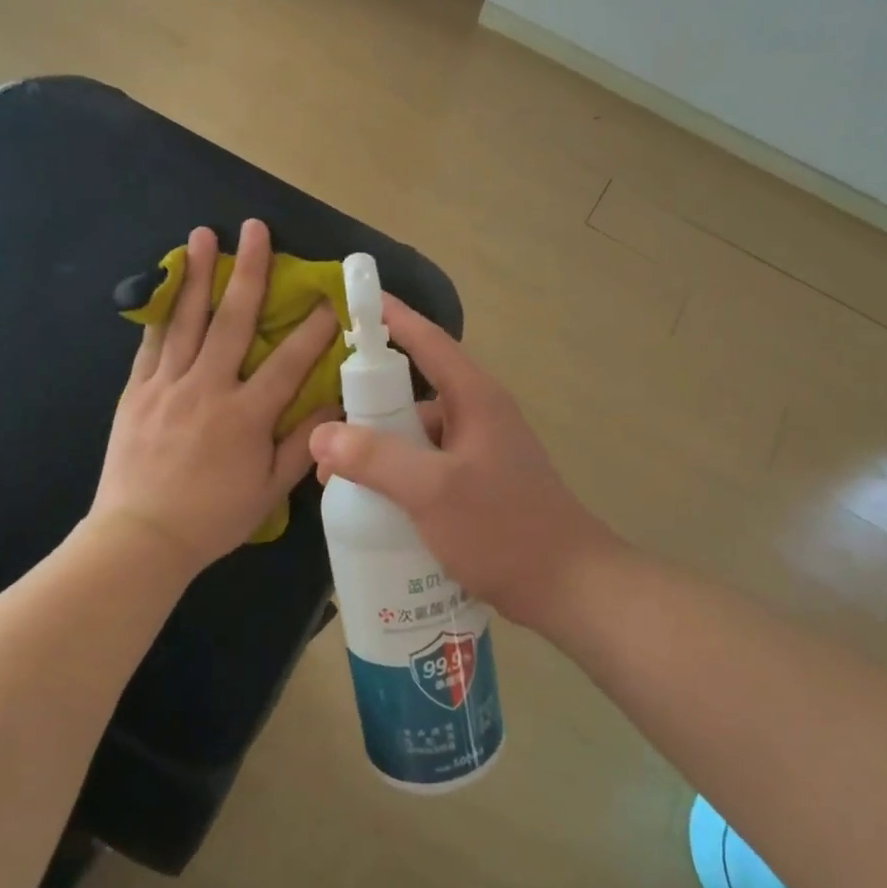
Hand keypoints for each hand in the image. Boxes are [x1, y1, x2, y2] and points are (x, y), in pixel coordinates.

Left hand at [90, 220, 340, 577]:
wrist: (139, 538)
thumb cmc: (213, 518)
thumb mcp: (268, 491)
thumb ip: (301, 445)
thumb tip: (332, 406)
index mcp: (246, 415)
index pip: (288, 362)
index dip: (313, 328)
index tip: (329, 298)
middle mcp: (207, 388)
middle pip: (232, 320)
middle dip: (249, 272)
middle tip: (256, 229)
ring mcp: (167, 386)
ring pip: (186, 320)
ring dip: (197, 274)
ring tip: (203, 236)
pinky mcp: (137, 392)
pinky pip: (151, 343)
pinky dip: (162, 311)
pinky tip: (167, 285)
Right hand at [307, 296, 619, 630]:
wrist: (566, 586)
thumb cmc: (503, 528)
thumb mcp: (432, 491)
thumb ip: (375, 459)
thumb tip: (320, 434)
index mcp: (474, 398)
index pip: (427, 341)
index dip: (390, 318)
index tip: (352, 301)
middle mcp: (477, 416)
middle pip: (412, 393)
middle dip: (366, 408)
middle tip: (323, 431)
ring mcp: (478, 453)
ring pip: (416, 436)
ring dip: (378, 450)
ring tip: (336, 479)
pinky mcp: (476, 486)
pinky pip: (425, 467)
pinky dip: (396, 477)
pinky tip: (370, 504)